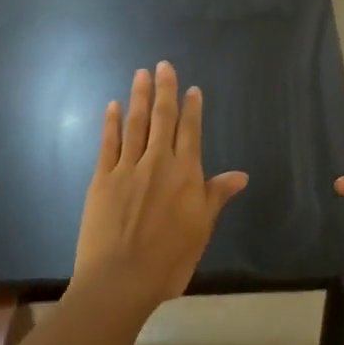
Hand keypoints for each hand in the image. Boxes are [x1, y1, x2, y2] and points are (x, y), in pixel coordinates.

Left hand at [72, 61, 249, 309]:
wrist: (121, 278)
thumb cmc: (169, 259)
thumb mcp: (201, 229)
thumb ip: (216, 196)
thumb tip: (240, 175)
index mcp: (186, 174)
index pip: (191, 132)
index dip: (191, 109)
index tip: (191, 89)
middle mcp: (158, 162)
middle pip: (162, 119)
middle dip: (164, 91)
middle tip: (163, 65)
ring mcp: (128, 168)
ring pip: (136, 124)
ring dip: (139, 97)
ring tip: (141, 74)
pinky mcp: (103, 178)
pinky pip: (109, 143)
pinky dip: (112, 123)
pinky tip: (113, 106)